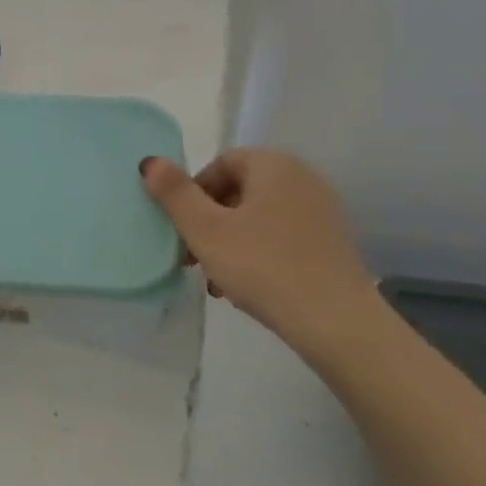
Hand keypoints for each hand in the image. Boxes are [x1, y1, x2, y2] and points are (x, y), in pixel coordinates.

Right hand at [140, 149, 377, 344]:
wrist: (336, 323)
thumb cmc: (263, 267)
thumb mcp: (205, 230)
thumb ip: (174, 193)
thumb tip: (149, 162)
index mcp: (273, 165)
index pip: (220, 164)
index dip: (192, 194)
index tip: (182, 230)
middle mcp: (303, 178)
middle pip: (239, 191)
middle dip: (210, 222)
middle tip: (193, 258)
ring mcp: (322, 212)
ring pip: (259, 218)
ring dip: (230, 242)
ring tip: (217, 280)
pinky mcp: (332, 243)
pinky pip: (282, 237)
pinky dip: (259, 254)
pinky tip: (247, 288)